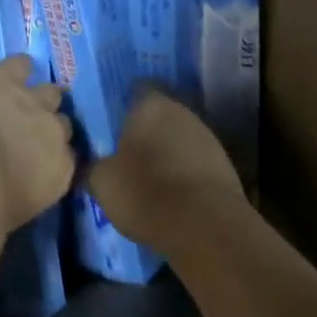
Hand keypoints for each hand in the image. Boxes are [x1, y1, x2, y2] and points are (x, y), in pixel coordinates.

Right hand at [87, 89, 242, 251]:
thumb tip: (91, 165)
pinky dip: (184, 171)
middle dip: (146, 130)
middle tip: (127, 151)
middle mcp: (182, 112)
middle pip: (161, 114)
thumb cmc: (145, 192)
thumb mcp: (102, 182)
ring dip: (167, 151)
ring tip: (150, 175)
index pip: (137, 90)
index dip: (124, 105)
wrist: (205, 226)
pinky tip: (172, 192)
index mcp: (151, 105)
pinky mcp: (224, 165)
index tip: (112, 123)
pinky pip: (195, 161)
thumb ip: (93, 166)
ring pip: (180, 137)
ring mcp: (208, 137)